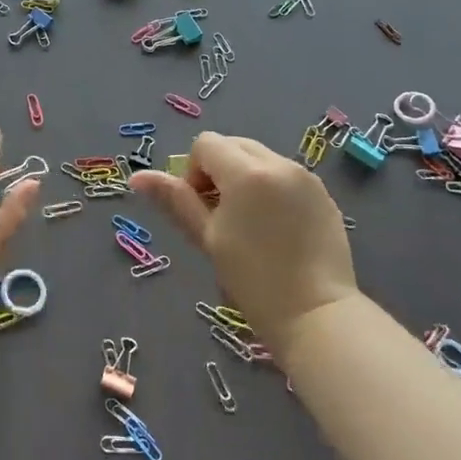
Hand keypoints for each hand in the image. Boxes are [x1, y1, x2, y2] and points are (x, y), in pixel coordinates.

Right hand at [130, 132, 356, 348]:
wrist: (317, 315)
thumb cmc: (253, 279)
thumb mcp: (207, 238)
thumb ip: (175, 200)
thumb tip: (137, 176)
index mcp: (246, 172)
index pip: (206, 144)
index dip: (193, 172)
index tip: (201, 210)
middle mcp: (279, 163)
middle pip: (234, 145)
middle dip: (219, 170)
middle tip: (220, 216)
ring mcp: (306, 177)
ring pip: (261, 158)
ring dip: (245, 178)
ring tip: (250, 224)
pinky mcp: (324, 194)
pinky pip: (286, 176)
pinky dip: (272, 188)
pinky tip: (276, 229)